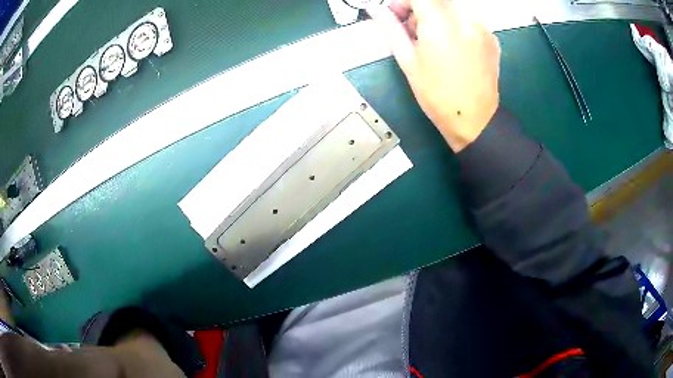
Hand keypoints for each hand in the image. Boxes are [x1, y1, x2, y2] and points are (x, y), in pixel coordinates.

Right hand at [368, 0, 500, 151]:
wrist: (474, 120)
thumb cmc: (437, 95)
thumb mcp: (408, 61)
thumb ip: (391, 28)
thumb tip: (376, 10)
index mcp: (440, 22)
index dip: (403, 2)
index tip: (397, 14)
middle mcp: (464, 18)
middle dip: (419, 8)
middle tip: (412, 30)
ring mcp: (481, 27)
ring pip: (452, 7)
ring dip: (437, 15)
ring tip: (433, 41)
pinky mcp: (491, 37)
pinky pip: (467, 20)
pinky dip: (455, 25)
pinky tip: (452, 47)